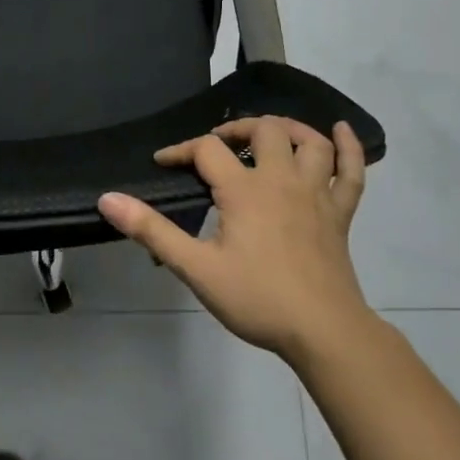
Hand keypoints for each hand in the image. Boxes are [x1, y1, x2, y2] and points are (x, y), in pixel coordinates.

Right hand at [98, 117, 371, 367]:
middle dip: (236, 128)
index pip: (207, 150)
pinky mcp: (340, 213)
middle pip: (263, 130)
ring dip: (288, 128)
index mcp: (244, 190)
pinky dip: (349, 147)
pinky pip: (351, 171)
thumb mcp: (195, 267)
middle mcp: (282, 180)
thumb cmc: (256, 299)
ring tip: (268, 134)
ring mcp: (316, 194)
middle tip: (217, 146)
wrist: (323, 331)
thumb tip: (108, 198)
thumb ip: (151, 230)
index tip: (163, 163)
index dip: (181, 150)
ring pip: (309, 142)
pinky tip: (340, 130)